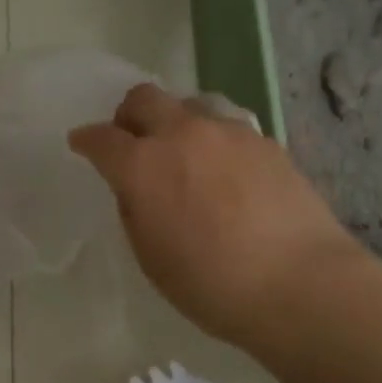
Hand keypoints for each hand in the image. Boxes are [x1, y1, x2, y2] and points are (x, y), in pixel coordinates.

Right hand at [69, 84, 370, 347]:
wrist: (299, 283)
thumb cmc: (211, 284)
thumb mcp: (151, 257)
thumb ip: (136, 209)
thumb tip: (137, 187)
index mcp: (143, 166)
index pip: (101, 138)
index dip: (86, 140)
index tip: (82, 144)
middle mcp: (182, 135)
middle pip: (144, 98)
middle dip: (128, 116)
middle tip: (132, 142)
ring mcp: (228, 132)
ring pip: (190, 105)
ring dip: (176, 123)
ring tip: (186, 155)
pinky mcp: (266, 141)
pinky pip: (228, 127)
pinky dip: (214, 141)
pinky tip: (227, 172)